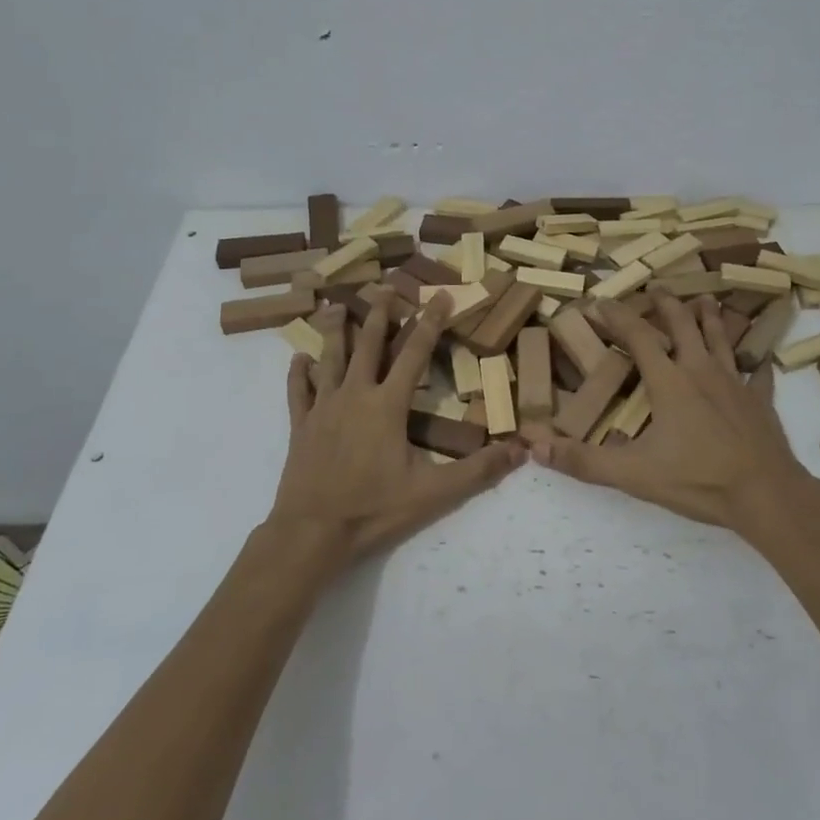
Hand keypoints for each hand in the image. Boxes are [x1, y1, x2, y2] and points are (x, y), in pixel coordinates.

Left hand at [266, 291, 523, 570]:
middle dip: (378, 313)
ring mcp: (323, 408)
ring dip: (335, 332)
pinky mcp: (300, 426)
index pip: (414, 353)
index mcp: (388, 405)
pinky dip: (298, 373)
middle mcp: (355, 395)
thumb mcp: (434, 493)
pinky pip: (298, 391)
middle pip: (368, 344)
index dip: (430, 322)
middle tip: (383, 287)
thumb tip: (521, 451)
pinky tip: (298, 358)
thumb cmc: (374, 508)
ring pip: (330, 359)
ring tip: (334, 307)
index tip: (440, 296)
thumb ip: (478, 470)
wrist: (312, 532)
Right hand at [527, 291, 814, 535]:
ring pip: (721, 339)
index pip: (639, 338)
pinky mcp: (760, 401)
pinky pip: (757, 375)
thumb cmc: (698, 479)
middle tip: (656, 288)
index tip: (600, 302)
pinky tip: (759, 364)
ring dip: (710, 318)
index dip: (618, 317)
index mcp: (670, 382)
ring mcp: (736, 383)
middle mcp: (702, 371)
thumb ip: (585, 461)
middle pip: (684, 325)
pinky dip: (755, 365)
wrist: (766, 494)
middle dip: (667, 304)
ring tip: (705, 300)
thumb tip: (536, 449)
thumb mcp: (634, 474)